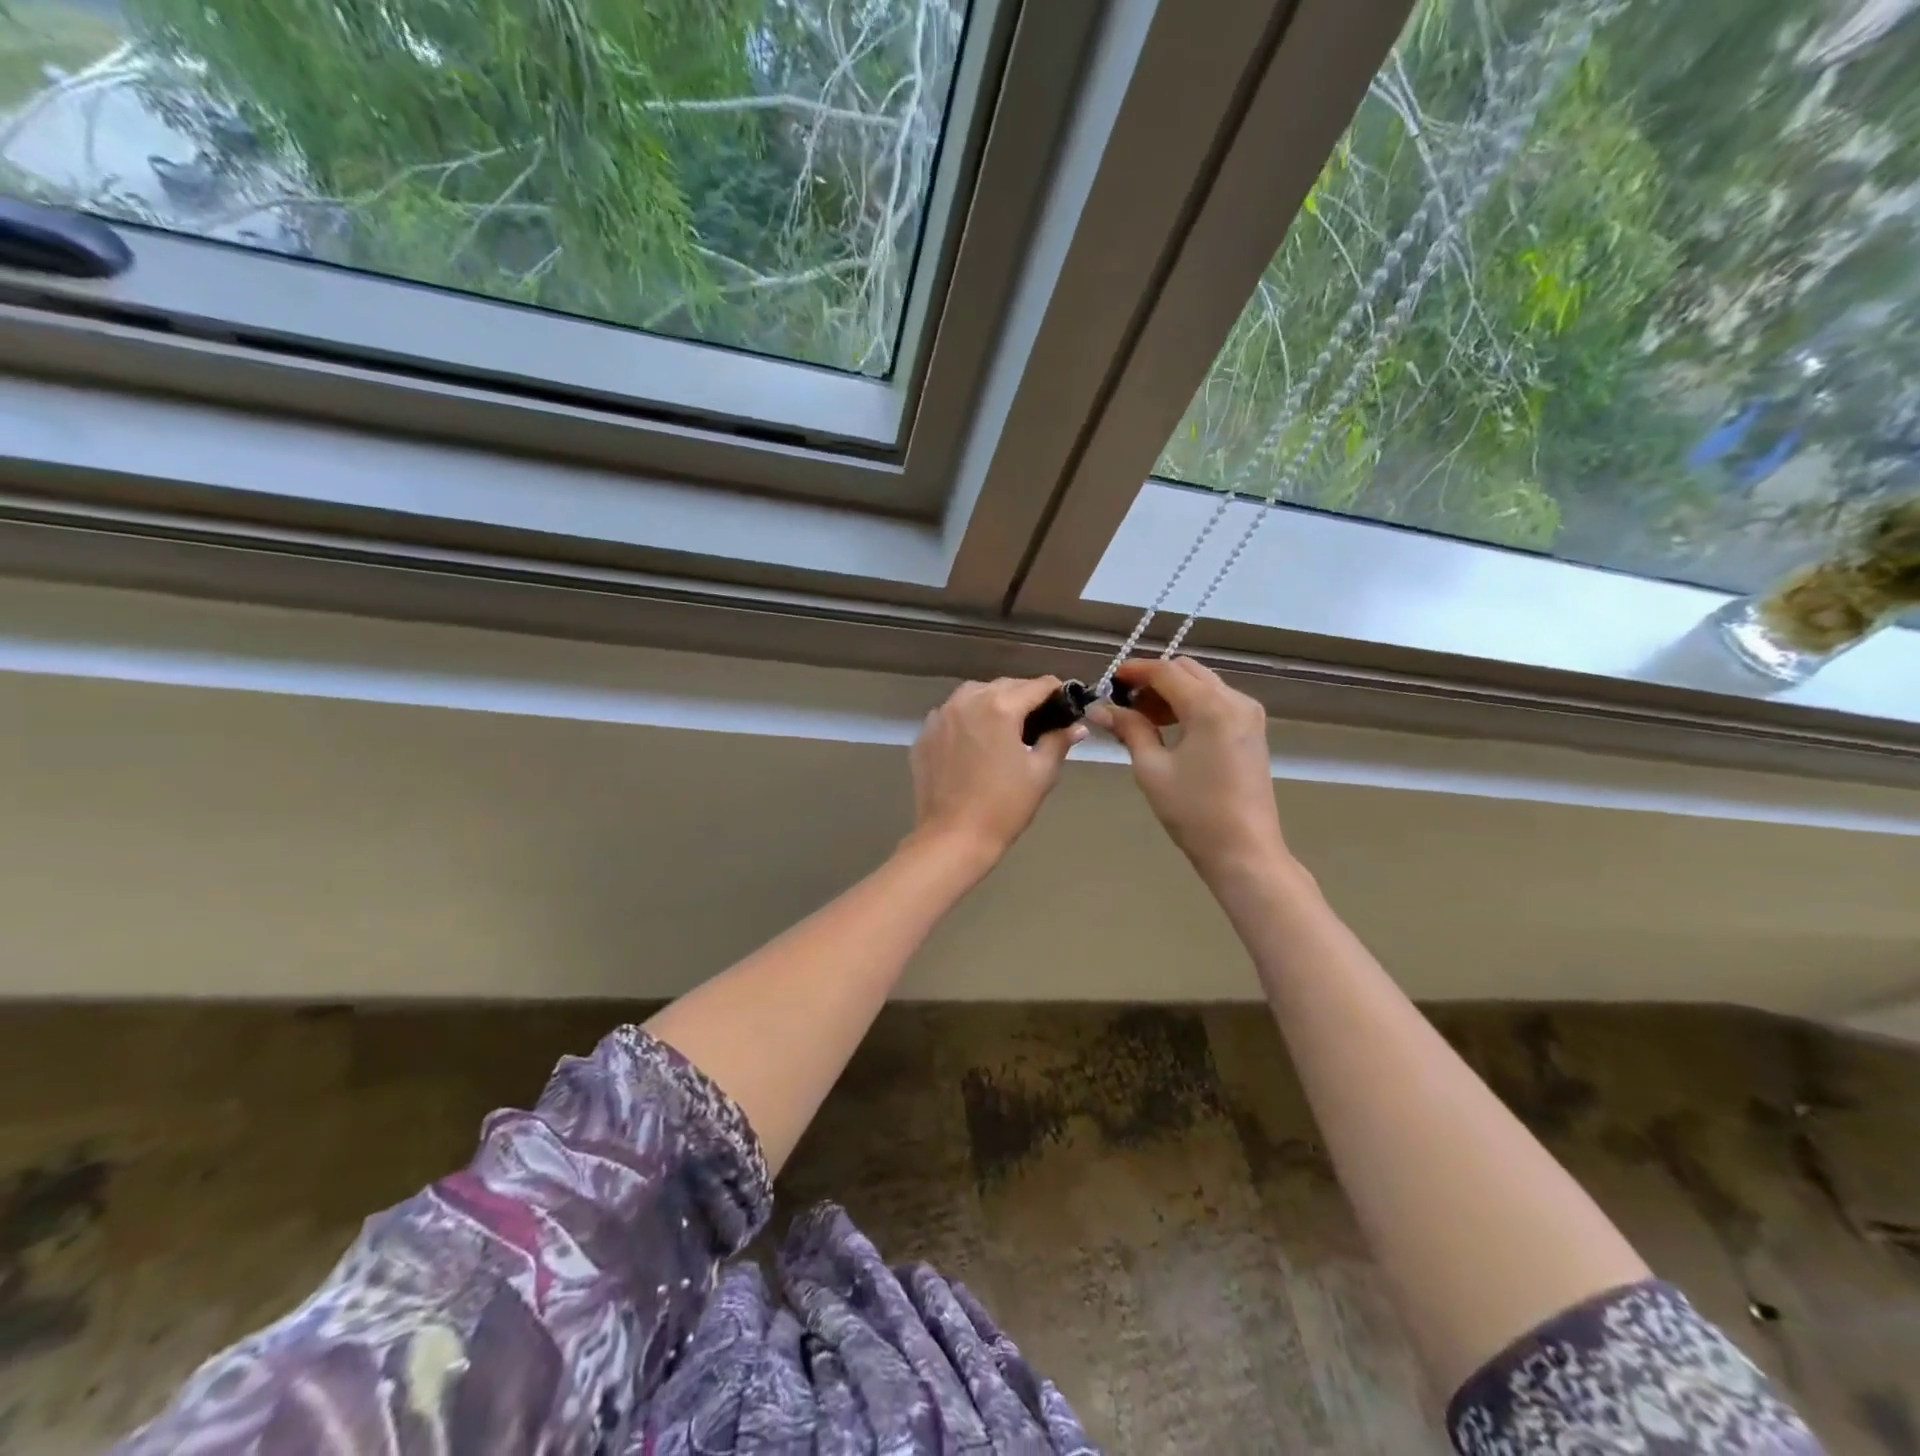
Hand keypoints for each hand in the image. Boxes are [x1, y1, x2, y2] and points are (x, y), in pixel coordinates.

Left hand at [908, 677, 1085, 868]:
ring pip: (973, 694)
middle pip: (1004, 685)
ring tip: (1006, 727)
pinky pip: (951, 715)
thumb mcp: (1040, 773)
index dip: (1057, 691)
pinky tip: (975, 742)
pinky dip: (967, 719)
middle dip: (1025, 696)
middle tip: (1040, 719)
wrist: (953, 837)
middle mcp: (967, 701)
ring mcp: (940, 716)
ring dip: (993, 702)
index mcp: (1000, 706)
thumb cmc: (1004, 806)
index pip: (1037, 685)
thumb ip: (1058, 740)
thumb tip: (1076, 726)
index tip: (1066, 704)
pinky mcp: (924, 734)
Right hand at [1092, 657, 1289, 880]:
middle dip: (1154, 680)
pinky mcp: (1252, 730)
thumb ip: (1129, 729)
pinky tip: (1172, 730)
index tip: (1110, 680)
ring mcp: (1249, 714)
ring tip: (1145, 721)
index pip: (1166, 671)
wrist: (1244, 850)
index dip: (1135, 671)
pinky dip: (1191, 705)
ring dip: (1173, 692)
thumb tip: (1100, 709)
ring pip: (1203, 684)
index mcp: (1210, 707)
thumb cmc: (1193, 811)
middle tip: (1126, 704)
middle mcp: (1235, 700)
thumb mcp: (1151, 769)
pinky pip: (1217, 701)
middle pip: (1187, 671)